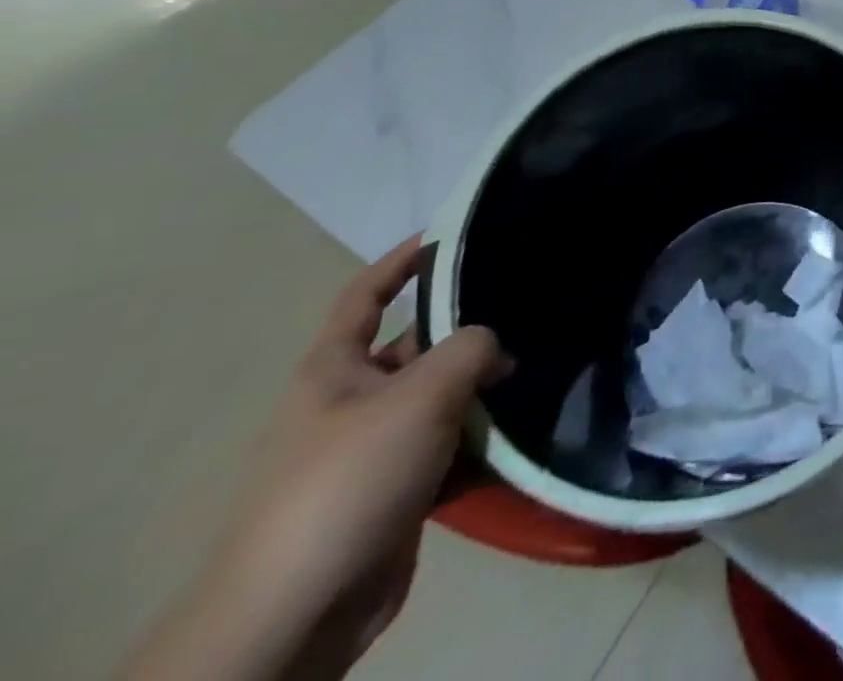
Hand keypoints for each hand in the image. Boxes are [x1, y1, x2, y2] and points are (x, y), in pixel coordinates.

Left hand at [125, 236, 509, 680]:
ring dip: (484, 392)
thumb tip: (497, 348)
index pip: (366, 296)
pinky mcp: (396, 493)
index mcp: (334, 370)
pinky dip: (482, 442)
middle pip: (419, 347)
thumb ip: (471, 348)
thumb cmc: (349, 480)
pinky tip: (522, 434)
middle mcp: (351, 402)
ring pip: (442, 400)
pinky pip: (449, 449)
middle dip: (471, 334)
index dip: (400, 261)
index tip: (449, 234)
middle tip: (531, 313)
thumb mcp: (420, 395)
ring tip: (541, 370)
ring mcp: (373, 450)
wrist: (296, 614)